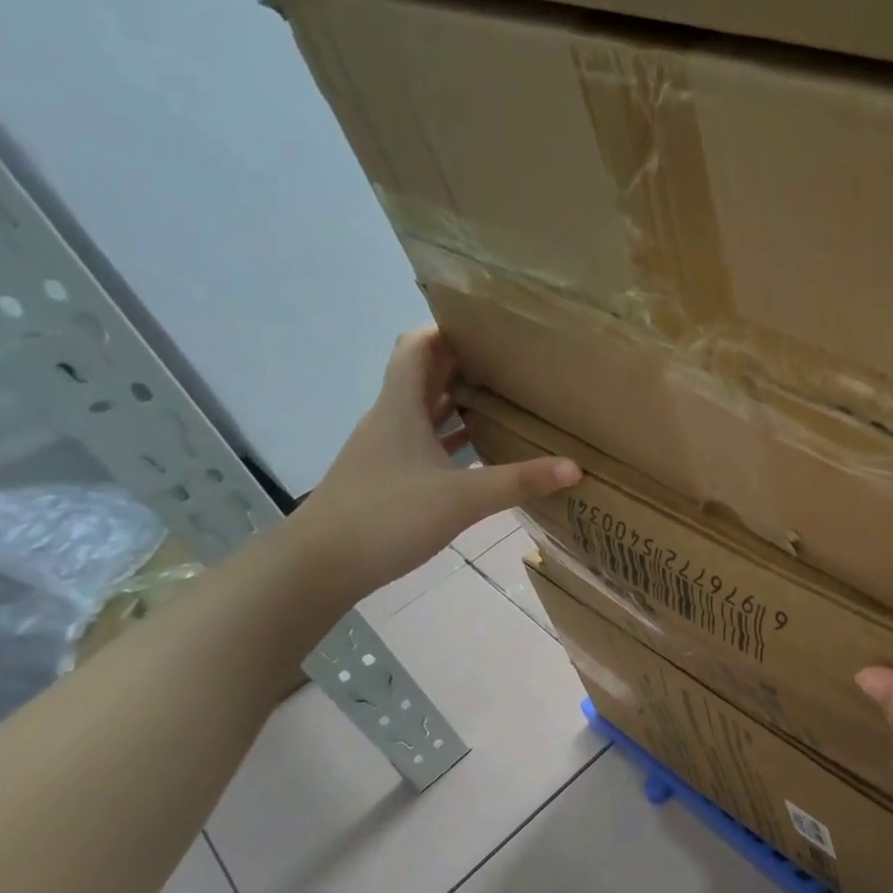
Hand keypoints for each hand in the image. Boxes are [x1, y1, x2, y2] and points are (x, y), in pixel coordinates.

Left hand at [290, 328, 581, 600]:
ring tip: (505, 398)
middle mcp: (390, 420)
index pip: (417, 347)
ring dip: (458, 400)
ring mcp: (386, 450)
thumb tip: (574, 467)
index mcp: (400, 408)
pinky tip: (480, 450)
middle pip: (423, 375)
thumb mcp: (462, 499)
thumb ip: (519, 480)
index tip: (488, 326)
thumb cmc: (387, 517)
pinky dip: (451, 438)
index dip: (447, 329)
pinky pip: (424, 443)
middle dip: (463, 363)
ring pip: (424, 410)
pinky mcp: (387, 478)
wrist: (318, 567)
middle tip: (512, 361)